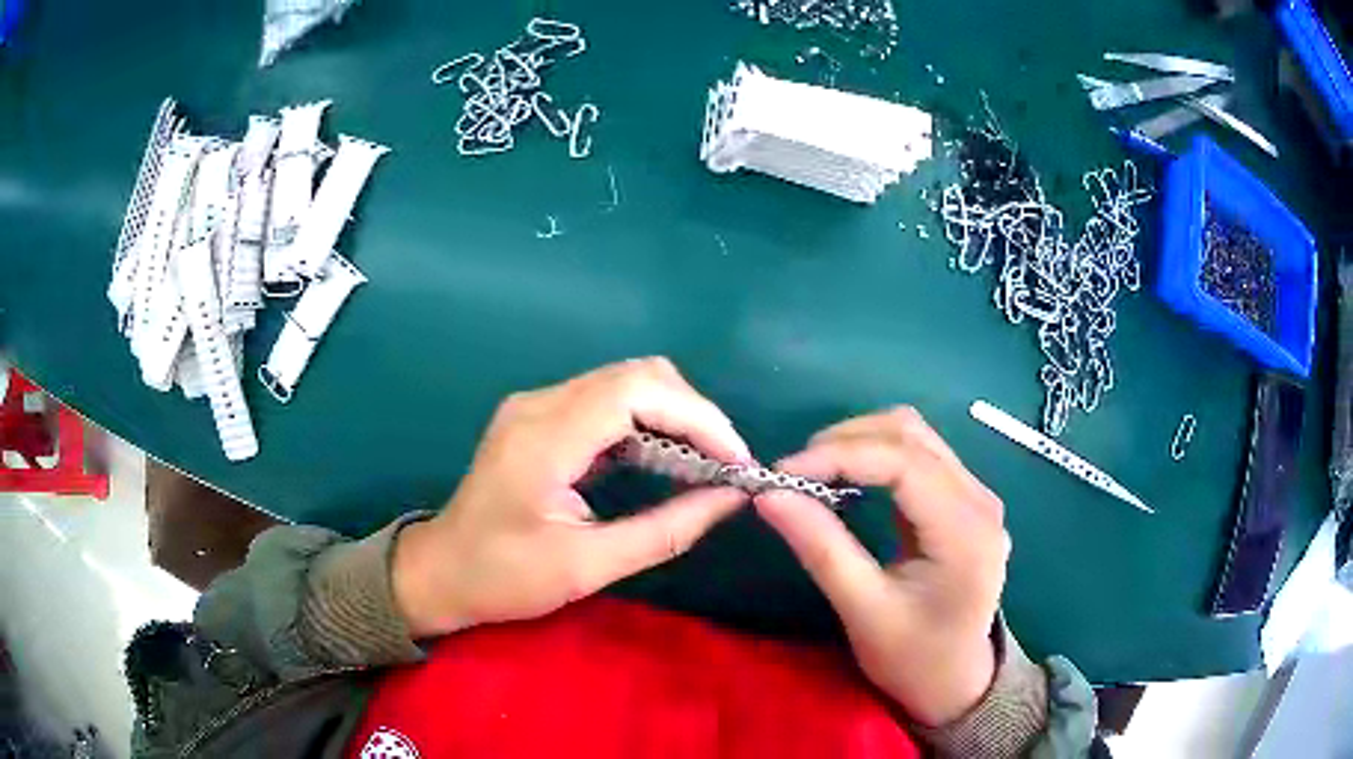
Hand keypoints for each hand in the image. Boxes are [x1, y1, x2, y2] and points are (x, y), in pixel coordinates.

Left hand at [393, 358, 750, 638]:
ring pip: (625, 381)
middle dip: (692, 413)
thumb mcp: (587, 567)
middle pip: (636, 375)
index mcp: (544, 439)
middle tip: (724, 464)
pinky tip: (664, 459)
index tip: (735, 460)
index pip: (635, 392)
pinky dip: (646, 422)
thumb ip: (665, 531)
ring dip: (673, 415)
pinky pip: (606, 401)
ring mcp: (536, 405)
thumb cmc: (504, 578)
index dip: (697, 416)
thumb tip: (730, 499)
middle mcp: (539, 404)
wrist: (440, 571)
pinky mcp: (539, 416)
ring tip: (704, 464)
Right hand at [754, 408, 1008, 726]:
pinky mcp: (964, 501)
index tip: (783, 472)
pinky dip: (876, 456)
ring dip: (860, 442)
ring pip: (915, 436)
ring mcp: (976, 496)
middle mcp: (980, 499)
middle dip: (846, 442)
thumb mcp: (863, 612)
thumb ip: (821, 549)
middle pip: (911, 435)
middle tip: (794, 474)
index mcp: (965, 530)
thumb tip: (769, 496)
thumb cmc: (913, 659)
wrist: (955, 682)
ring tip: (815, 473)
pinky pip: (919, 455)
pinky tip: (847, 480)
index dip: (840, 455)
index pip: (903, 461)